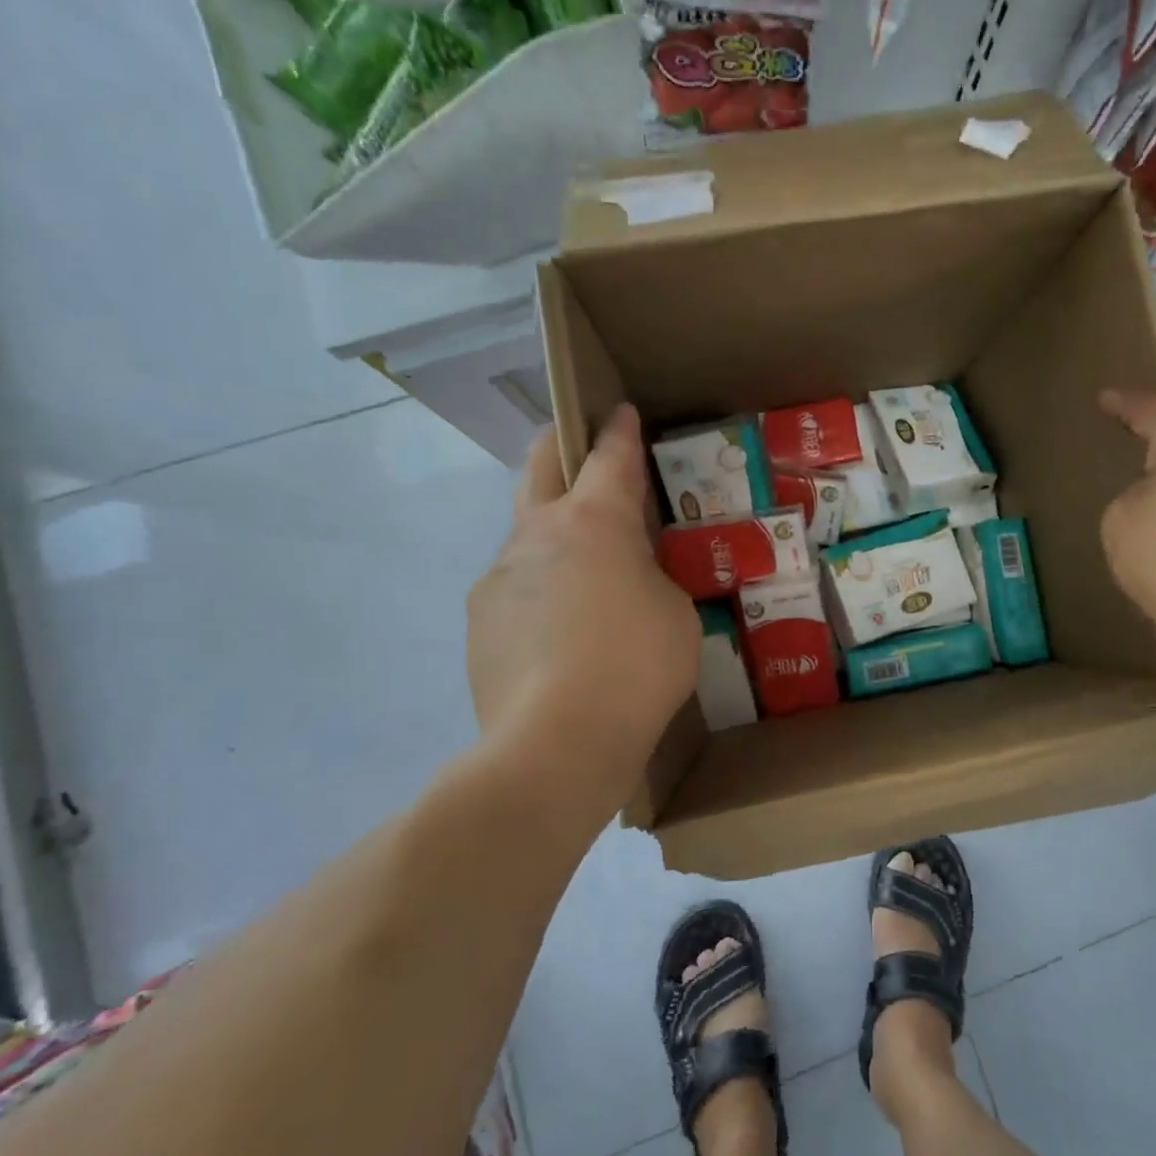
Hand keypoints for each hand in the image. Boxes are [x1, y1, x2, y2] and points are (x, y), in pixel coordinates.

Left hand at [467, 406, 700, 790]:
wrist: (555, 745)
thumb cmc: (636, 667)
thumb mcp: (676, 612)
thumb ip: (653, 578)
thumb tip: (627, 580)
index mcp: (594, 522)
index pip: (609, 456)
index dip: (618, 429)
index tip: (620, 410)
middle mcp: (537, 534)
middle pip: (540, 465)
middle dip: (561, 445)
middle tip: (580, 445)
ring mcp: (498, 575)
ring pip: (525, 531)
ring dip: (552, 530)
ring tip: (584, 570)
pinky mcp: (478, 620)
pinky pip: (514, 585)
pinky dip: (540, 588)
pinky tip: (561, 630)